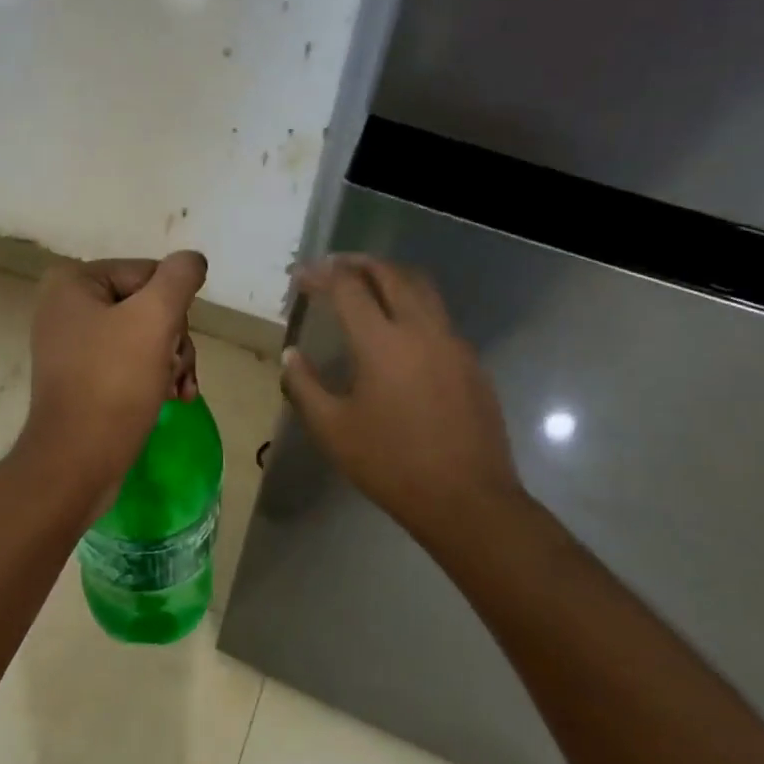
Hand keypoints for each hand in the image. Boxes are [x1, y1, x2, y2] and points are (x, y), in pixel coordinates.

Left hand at [19, 251, 207, 498]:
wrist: (76, 463)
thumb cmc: (113, 384)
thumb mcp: (154, 320)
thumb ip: (179, 279)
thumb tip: (192, 260)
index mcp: (73, 281)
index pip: (150, 274)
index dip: (173, 309)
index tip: (175, 345)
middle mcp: (66, 304)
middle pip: (148, 305)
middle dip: (173, 340)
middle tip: (177, 373)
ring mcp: (72, 342)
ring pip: (145, 335)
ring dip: (171, 361)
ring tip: (178, 392)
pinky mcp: (81, 376)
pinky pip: (129, 361)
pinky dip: (153, 377)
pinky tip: (170, 399)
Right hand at [282, 255, 530, 540]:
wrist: (468, 500)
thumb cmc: (391, 465)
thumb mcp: (332, 429)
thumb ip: (304, 385)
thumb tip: (291, 355)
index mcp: (381, 342)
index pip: (348, 287)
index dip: (320, 275)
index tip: (300, 277)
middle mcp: (421, 329)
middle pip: (391, 274)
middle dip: (358, 263)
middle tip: (333, 267)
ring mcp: (453, 343)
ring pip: (422, 288)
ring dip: (390, 277)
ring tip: (366, 286)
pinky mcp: (471, 362)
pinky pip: (439, 317)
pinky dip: (413, 305)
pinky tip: (398, 332)